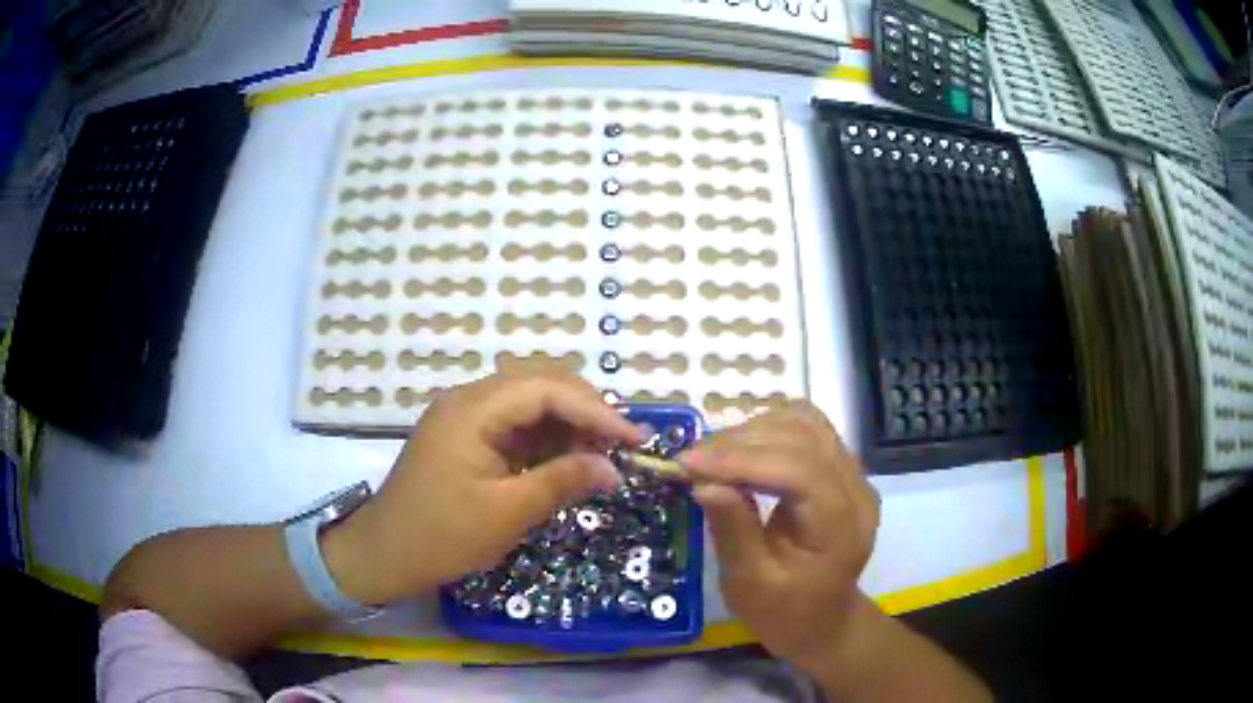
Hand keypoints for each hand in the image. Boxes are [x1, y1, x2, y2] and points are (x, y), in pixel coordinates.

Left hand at [324, 367, 640, 603]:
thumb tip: (614, 469)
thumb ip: (562, 482)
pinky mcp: (466, 436)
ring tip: (600, 454)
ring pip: (529, 400)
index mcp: (473, 410)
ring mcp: (465, 416)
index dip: (597, 410)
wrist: (384, 554)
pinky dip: (546, 437)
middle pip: (539, 382)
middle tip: (619, 445)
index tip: (634, 439)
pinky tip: (567, 459)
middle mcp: (468, 400)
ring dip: (568, 422)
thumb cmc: (441, 536)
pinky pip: (514, 423)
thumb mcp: (506, 514)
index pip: (547, 388)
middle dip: (585, 409)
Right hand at [680, 401, 880, 674]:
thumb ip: (732, 531)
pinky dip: (769, 428)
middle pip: (803, 438)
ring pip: (805, 423)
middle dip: (740, 442)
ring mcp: (853, 474)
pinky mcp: (840, 469)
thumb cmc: (785, 612)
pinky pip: (807, 429)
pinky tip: (740, 447)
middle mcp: (856, 489)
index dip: (741, 460)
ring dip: (753, 430)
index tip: (687, 463)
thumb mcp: (750, 585)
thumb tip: (703, 483)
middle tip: (690, 459)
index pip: (799, 470)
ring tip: (711, 453)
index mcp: (840, 525)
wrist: (823, 621)